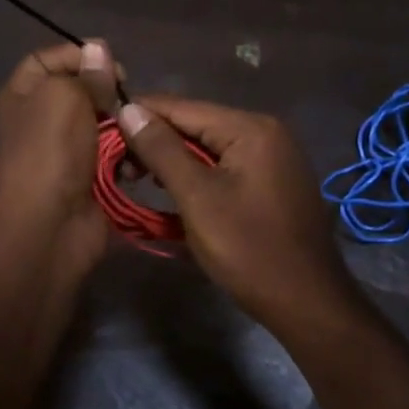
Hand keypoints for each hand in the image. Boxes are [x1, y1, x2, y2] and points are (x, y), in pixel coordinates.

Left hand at [0, 41, 123, 270]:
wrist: (48, 225)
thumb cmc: (49, 151)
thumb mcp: (63, 96)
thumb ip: (85, 73)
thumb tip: (99, 51)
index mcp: (24, 95)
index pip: (49, 59)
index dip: (79, 54)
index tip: (110, 63)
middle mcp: (42, 120)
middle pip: (83, 92)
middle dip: (110, 93)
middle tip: (129, 100)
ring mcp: (66, 152)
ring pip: (105, 125)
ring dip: (125, 126)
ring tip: (137, 131)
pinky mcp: (90, 179)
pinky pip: (116, 157)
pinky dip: (129, 156)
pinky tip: (139, 160)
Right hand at [114, 97, 356, 330]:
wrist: (307, 301)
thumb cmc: (248, 249)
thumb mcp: (197, 197)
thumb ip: (162, 150)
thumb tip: (128, 109)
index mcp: (251, 128)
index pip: (183, 108)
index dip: (140, 115)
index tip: (101, 125)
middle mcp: (267, 131)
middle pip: (197, 125)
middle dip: (155, 141)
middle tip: (119, 166)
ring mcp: (275, 157)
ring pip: (210, 147)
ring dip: (174, 160)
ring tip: (138, 178)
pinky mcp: (274, 182)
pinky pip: (226, 166)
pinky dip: (198, 175)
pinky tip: (174, 190)